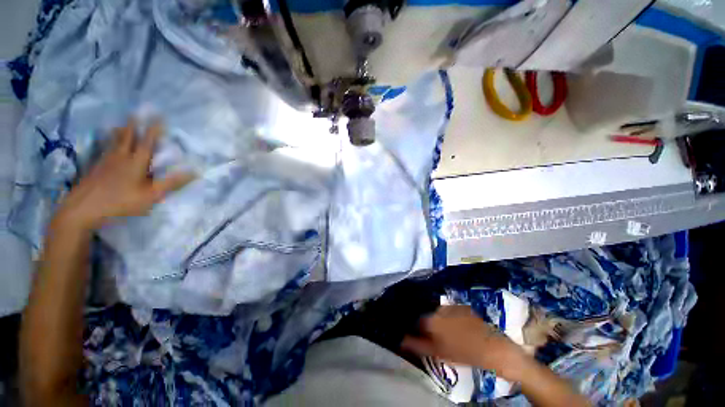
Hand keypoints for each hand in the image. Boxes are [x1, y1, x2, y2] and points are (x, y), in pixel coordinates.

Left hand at [54, 118, 193, 229]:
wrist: (83, 209)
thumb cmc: (121, 202)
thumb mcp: (151, 195)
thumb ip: (172, 183)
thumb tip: (195, 172)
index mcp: (136, 162)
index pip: (147, 142)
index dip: (154, 129)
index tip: (159, 116)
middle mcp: (120, 157)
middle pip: (127, 137)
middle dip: (134, 125)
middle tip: (136, 113)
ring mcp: (105, 161)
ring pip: (114, 142)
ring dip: (119, 132)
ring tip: (120, 125)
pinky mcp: (96, 168)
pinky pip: (104, 150)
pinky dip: (108, 143)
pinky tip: (107, 146)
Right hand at [402, 305, 528, 380]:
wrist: (492, 348)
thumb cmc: (463, 353)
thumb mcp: (437, 352)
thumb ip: (417, 345)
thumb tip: (400, 339)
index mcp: (431, 318)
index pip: (416, 319)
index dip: (417, 327)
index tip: (420, 335)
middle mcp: (438, 307)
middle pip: (427, 314)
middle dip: (428, 323)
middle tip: (434, 336)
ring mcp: (452, 305)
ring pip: (438, 311)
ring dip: (439, 319)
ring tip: (447, 332)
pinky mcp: (462, 306)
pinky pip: (450, 310)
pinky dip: (450, 317)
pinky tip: (457, 327)